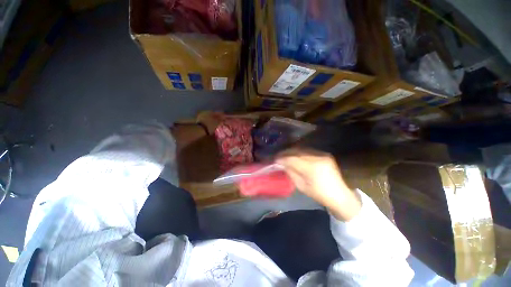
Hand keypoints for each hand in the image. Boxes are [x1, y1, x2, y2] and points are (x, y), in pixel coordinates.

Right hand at [276, 149, 360, 220]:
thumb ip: (291, 172)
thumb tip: (281, 164)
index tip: (274, 160)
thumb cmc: (319, 194)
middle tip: (277, 156)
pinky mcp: (324, 153)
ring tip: (284, 155)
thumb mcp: (301, 186)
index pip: (292, 159)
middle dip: (285, 153)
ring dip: (291, 152)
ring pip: (301, 149)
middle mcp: (317, 157)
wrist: (340, 195)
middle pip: (296, 152)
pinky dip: (299, 152)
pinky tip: (295, 156)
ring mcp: (322, 154)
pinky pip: (308, 151)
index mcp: (312, 168)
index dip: (281, 158)